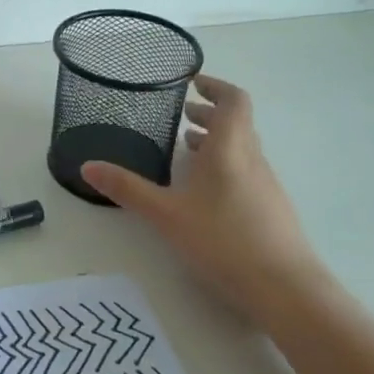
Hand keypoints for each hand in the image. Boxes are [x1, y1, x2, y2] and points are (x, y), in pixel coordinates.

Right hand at [80, 74, 323, 321]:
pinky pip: (247, 172)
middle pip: (238, 123)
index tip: (192, 83)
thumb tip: (87, 167)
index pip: (233, 100)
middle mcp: (252, 159)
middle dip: (210, 115)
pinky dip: (226, 166)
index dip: (215, 87)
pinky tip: (206, 193)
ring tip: (189, 150)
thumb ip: (128, 189)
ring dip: (217, 142)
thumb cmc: (224, 240)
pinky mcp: (271, 210)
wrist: (286, 290)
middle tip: (183, 116)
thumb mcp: (166, 214)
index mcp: (230, 148)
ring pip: (242, 149)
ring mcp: (266, 185)